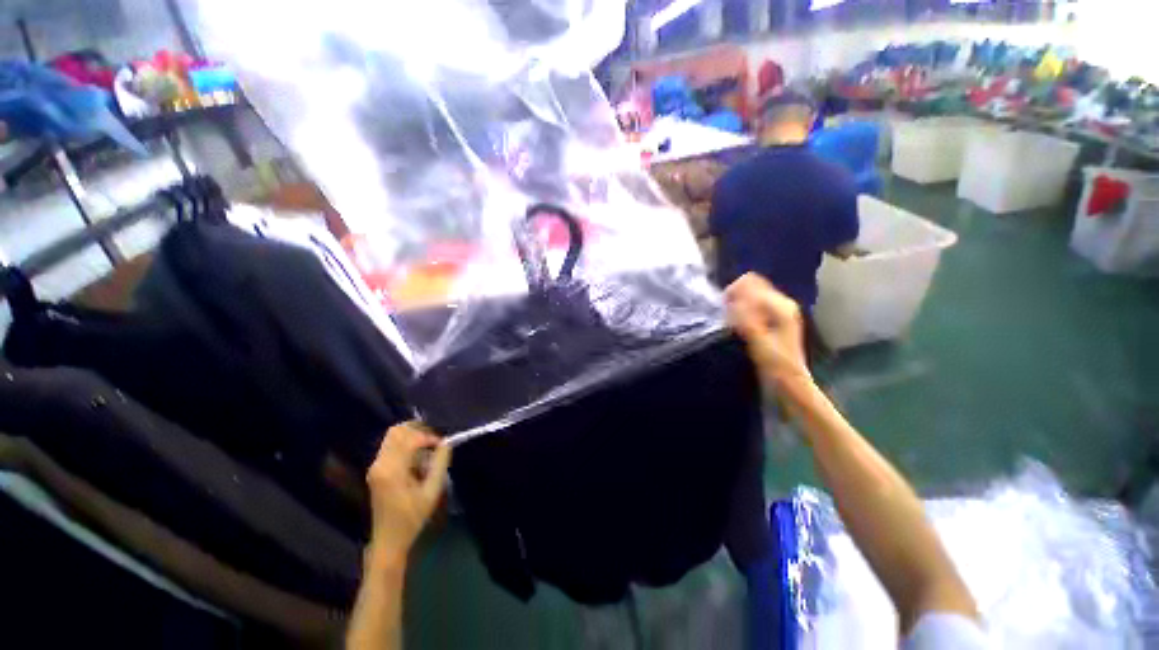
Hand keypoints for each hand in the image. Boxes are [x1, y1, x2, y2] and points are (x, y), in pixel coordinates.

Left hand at [365, 422, 450, 561]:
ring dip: (411, 436)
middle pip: (397, 431)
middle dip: (418, 430)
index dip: (429, 437)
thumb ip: (440, 463)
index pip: (410, 439)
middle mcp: (380, 464)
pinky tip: (417, 455)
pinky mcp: (376, 470)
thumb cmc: (412, 517)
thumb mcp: (432, 491)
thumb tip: (446, 443)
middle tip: (434, 440)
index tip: (442, 445)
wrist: (388, 539)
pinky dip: (405, 443)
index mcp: (392, 470)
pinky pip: (390, 445)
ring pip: (392, 436)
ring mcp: (375, 466)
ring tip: (427, 446)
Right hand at [725, 273, 810, 386]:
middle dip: (735, 295)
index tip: (722, 308)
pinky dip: (742, 309)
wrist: (790, 382)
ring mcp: (779, 310)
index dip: (732, 292)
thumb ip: (746, 320)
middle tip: (725, 314)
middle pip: (752, 285)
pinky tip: (738, 323)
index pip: (750, 283)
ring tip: (730, 319)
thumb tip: (731, 302)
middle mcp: (782, 302)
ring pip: (751, 294)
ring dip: (738, 302)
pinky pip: (753, 304)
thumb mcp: (759, 342)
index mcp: (780, 305)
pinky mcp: (774, 318)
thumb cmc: (775, 364)